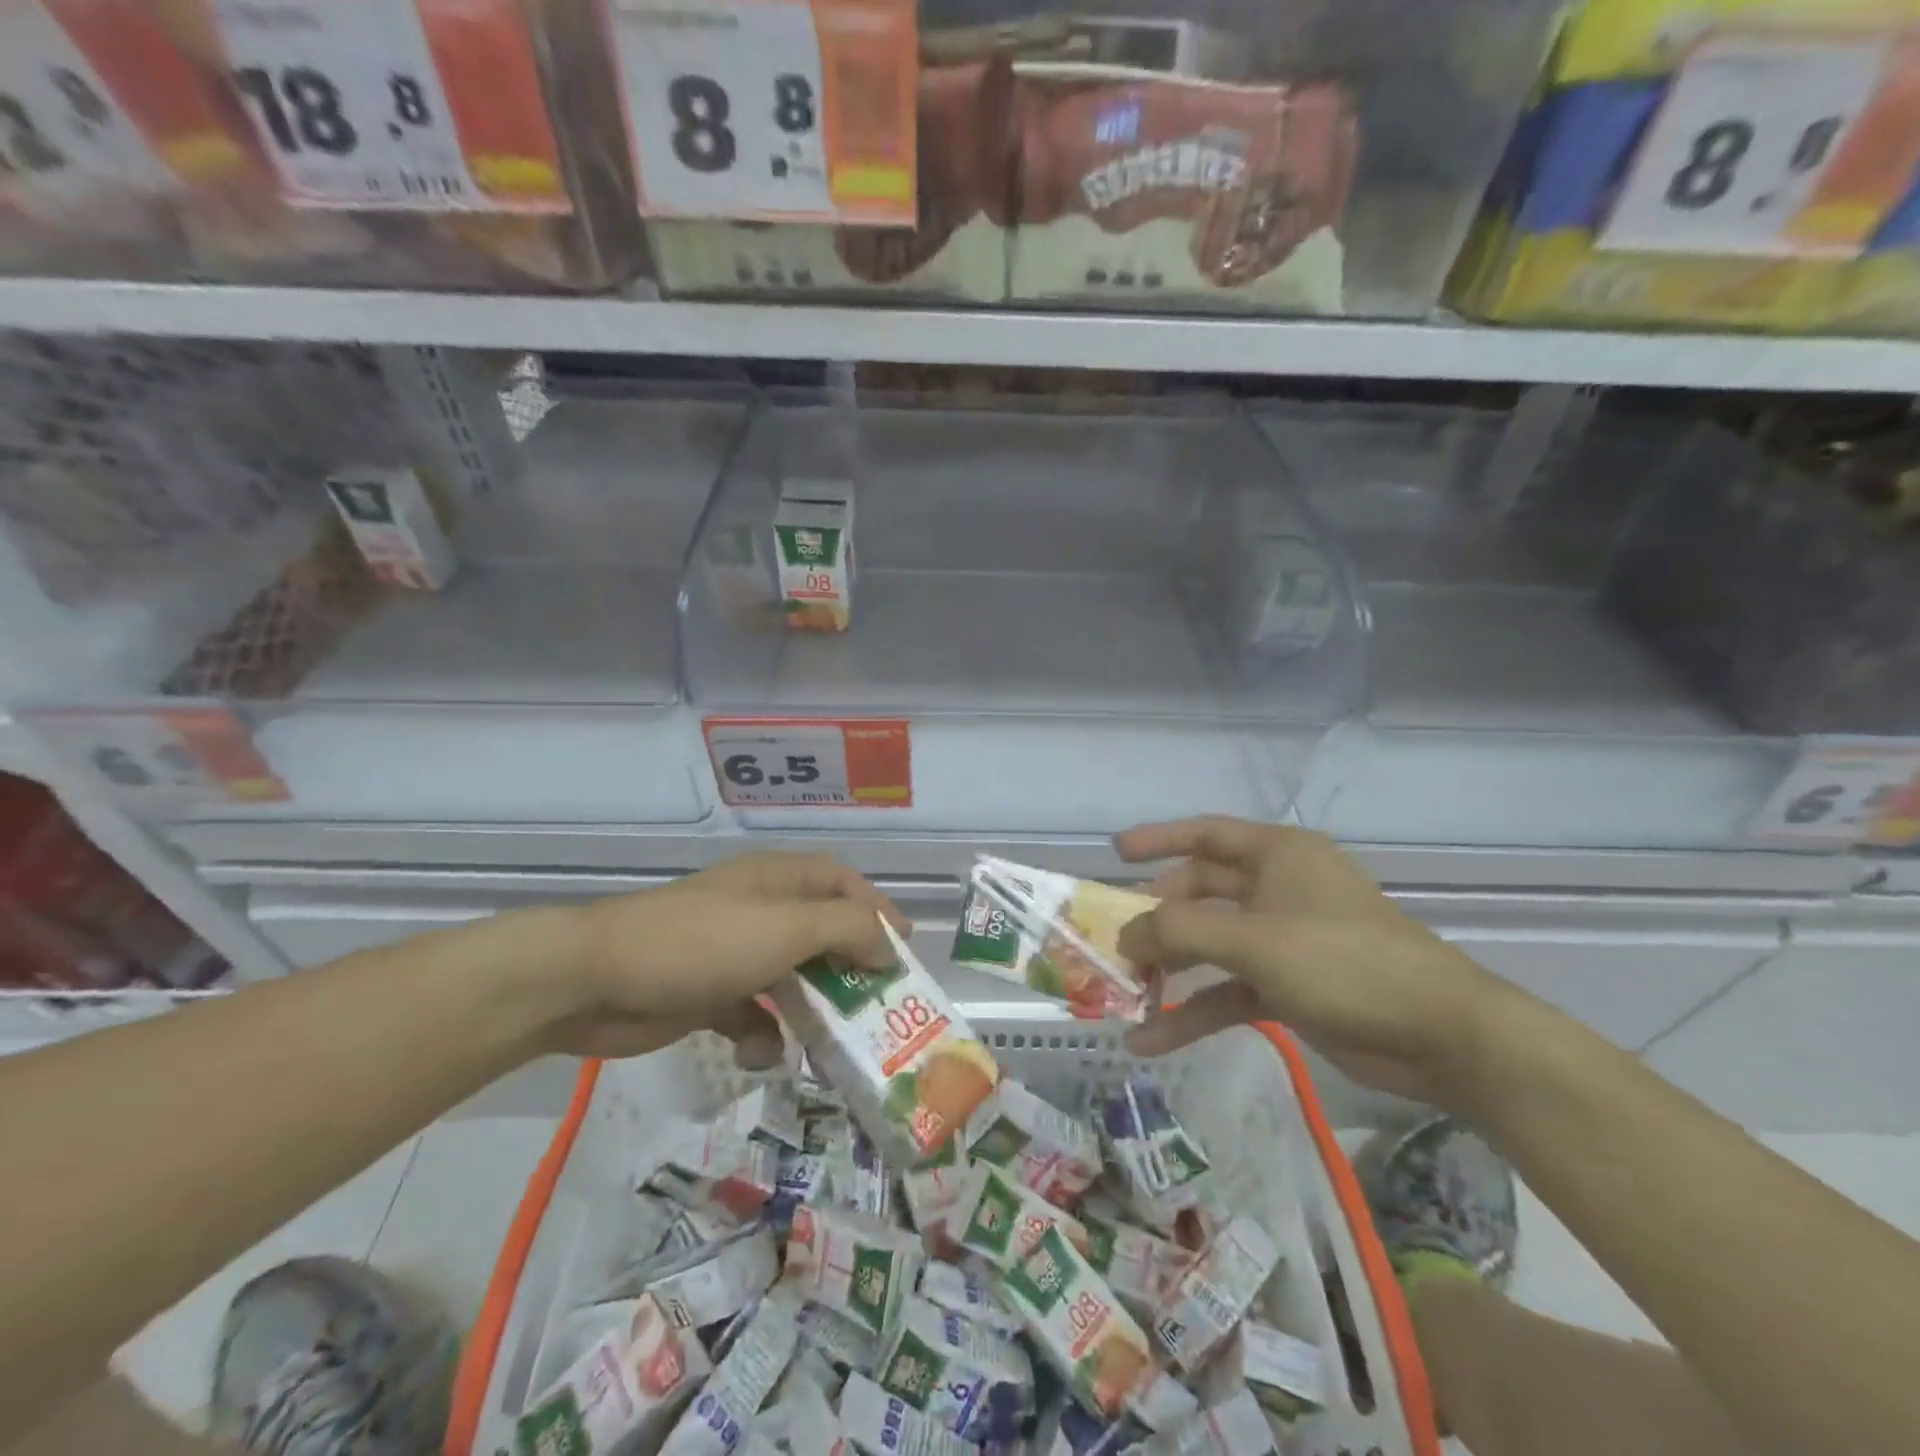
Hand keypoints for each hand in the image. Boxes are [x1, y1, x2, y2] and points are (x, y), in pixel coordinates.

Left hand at [550, 853, 905, 1062]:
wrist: (595, 979)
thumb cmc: (704, 942)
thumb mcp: (787, 927)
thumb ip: (848, 929)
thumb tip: (887, 946)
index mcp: (780, 880)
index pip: (843, 883)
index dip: (877, 910)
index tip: (905, 951)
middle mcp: (761, 911)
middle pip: (822, 934)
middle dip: (851, 970)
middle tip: (881, 1009)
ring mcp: (733, 953)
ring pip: (791, 980)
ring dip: (813, 1011)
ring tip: (837, 1049)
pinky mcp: (708, 994)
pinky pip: (752, 1013)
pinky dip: (763, 1034)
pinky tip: (762, 1054)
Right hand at [1114, 817, 1509, 1108]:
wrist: (1441, 1035)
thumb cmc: (1344, 961)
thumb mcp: (1254, 939)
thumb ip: (1180, 931)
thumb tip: (1124, 935)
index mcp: (1277, 855)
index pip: (1206, 834)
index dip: (1158, 840)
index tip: (1115, 854)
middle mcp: (1277, 889)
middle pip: (1200, 893)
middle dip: (1157, 918)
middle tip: (1113, 941)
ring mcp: (1283, 940)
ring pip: (1211, 946)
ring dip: (1169, 971)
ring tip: (1124, 995)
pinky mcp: (1288, 986)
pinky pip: (1228, 991)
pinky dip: (1194, 1013)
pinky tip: (1153, 1039)